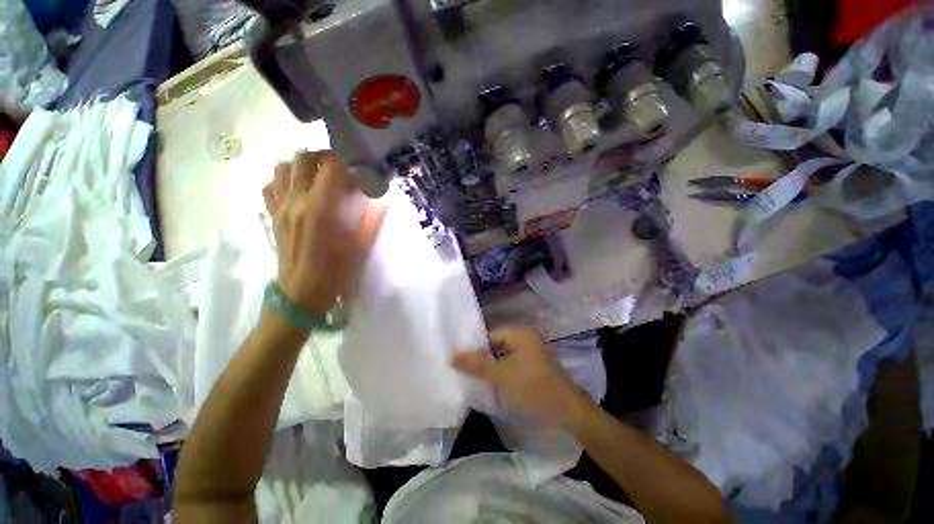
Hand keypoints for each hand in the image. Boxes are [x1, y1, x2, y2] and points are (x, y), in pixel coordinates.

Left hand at [262, 151, 384, 315]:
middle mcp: (295, 202)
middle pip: (303, 159)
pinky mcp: (271, 216)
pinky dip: (284, 179)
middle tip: (341, 169)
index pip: (331, 168)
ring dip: (303, 165)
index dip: (348, 165)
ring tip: (320, 176)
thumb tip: (381, 204)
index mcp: (320, 210)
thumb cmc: (334, 275)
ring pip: (283, 167)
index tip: (360, 173)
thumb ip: (369, 222)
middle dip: (324, 157)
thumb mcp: (358, 249)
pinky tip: (299, 190)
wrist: (299, 295)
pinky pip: (271, 185)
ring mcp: (279, 207)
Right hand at [452, 327, 590, 429]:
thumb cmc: (533, 389)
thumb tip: (453, 355)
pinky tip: (491, 383)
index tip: (460, 362)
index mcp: (519, 333)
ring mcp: (529, 352)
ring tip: (474, 378)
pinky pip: (510, 364)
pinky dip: (500, 372)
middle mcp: (524, 338)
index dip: (474, 348)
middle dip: (481, 358)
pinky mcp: (532, 366)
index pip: (489, 335)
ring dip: (490, 366)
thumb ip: (477, 364)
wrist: (568, 412)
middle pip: (495, 345)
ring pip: (502, 356)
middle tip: (464, 371)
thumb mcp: (501, 376)